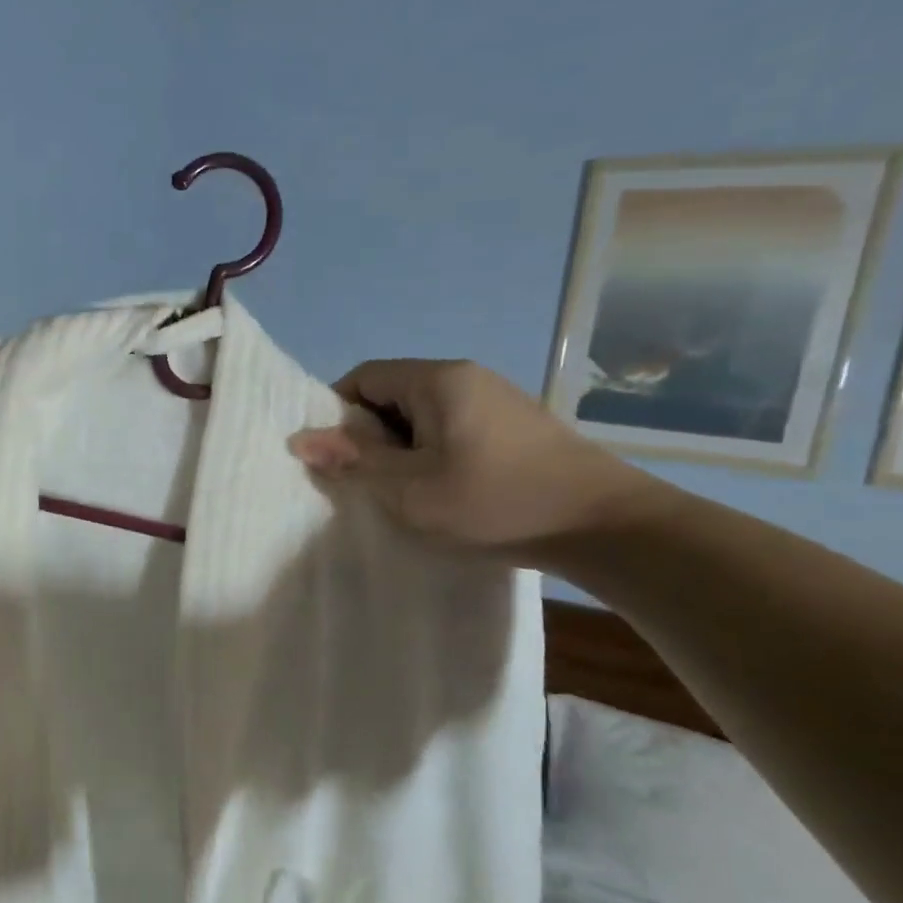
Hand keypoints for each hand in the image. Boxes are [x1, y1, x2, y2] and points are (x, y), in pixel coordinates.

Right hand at [288, 359, 655, 558]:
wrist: (604, 525)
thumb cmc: (493, 503)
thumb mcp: (409, 489)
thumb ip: (353, 461)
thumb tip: (298, 438)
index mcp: (437, 380)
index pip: (363, 377)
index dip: (337, 414)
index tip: (335, 458)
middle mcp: (466, 376)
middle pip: (392, 393)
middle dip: (369, 435)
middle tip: (367, 482)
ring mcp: (496, 398)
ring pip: (423, 414)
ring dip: (402, 448)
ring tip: (405, 492)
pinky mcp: (515, 424)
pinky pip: (452, 427)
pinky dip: (433, 453)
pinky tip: (444, 490)